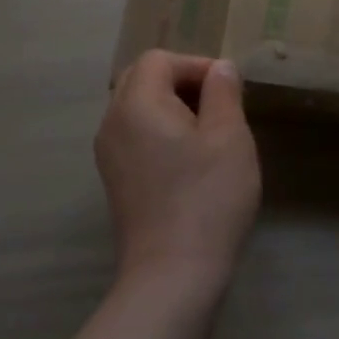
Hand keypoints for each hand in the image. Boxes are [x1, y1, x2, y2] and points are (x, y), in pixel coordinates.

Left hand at [97, 52, 260, 291]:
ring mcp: (109, 155)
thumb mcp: (229, 136)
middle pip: (142, 79)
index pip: (160, 60)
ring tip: (209, 133)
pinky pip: (135, 136)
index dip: (196, 65)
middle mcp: (113, 123)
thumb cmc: (206, 198)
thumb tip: (219, 68)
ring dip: (172, 107)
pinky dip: (160, 132)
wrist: (172, 278)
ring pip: (137, 108)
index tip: (228, 90)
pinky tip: (190, 161)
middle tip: (217, 106)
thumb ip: (223, 92)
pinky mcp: (115, 181)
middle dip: (181, 82)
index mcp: (136, 104)